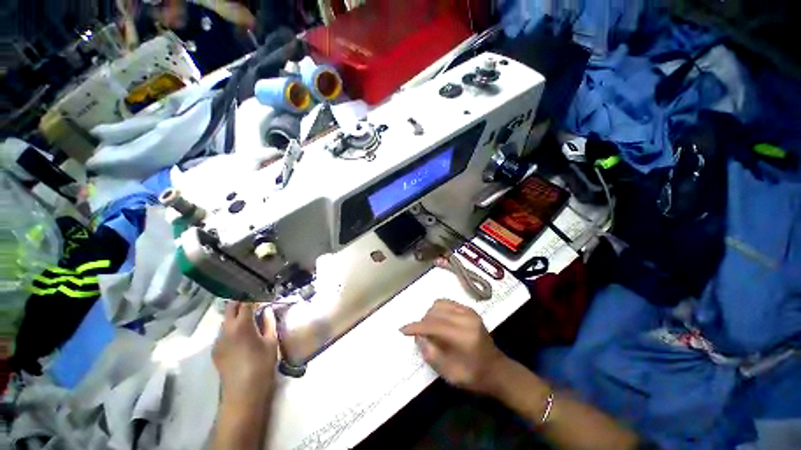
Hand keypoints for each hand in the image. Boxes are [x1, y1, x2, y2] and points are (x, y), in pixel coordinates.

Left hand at [212, 302, 277, 403]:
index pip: (245, 302)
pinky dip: (232, 328)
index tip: (262, 295)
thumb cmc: (262, 364)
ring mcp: (218, 340)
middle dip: (241, 302)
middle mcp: (226, 329)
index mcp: (242, 325)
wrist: (243, 392)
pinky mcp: (215, 350)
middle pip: (230, 307)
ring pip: (225, 320)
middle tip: (255, 303)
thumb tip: (267, 310)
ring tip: (249, 319)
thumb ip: (269, 322)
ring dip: (236, 316)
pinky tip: (241, 337)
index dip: (253, 296)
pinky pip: (223, 333)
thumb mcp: (271, 341)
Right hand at [400, 299, 507, 395]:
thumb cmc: (475, 376)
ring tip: (429, 328)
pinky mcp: (469, 309)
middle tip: (420, 335)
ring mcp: (469, 311)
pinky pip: (447, 303)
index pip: (434, 325)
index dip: (416, 327)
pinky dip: (438, 310)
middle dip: (423, 322)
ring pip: (439, 304)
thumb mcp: (451, 375)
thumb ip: (432, 355)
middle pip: (435, 312)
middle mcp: (466, 318)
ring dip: (430, 314)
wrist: (498, 369)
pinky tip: (438, 321)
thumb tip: (418, 338)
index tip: (403, 330)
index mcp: (464, 336)